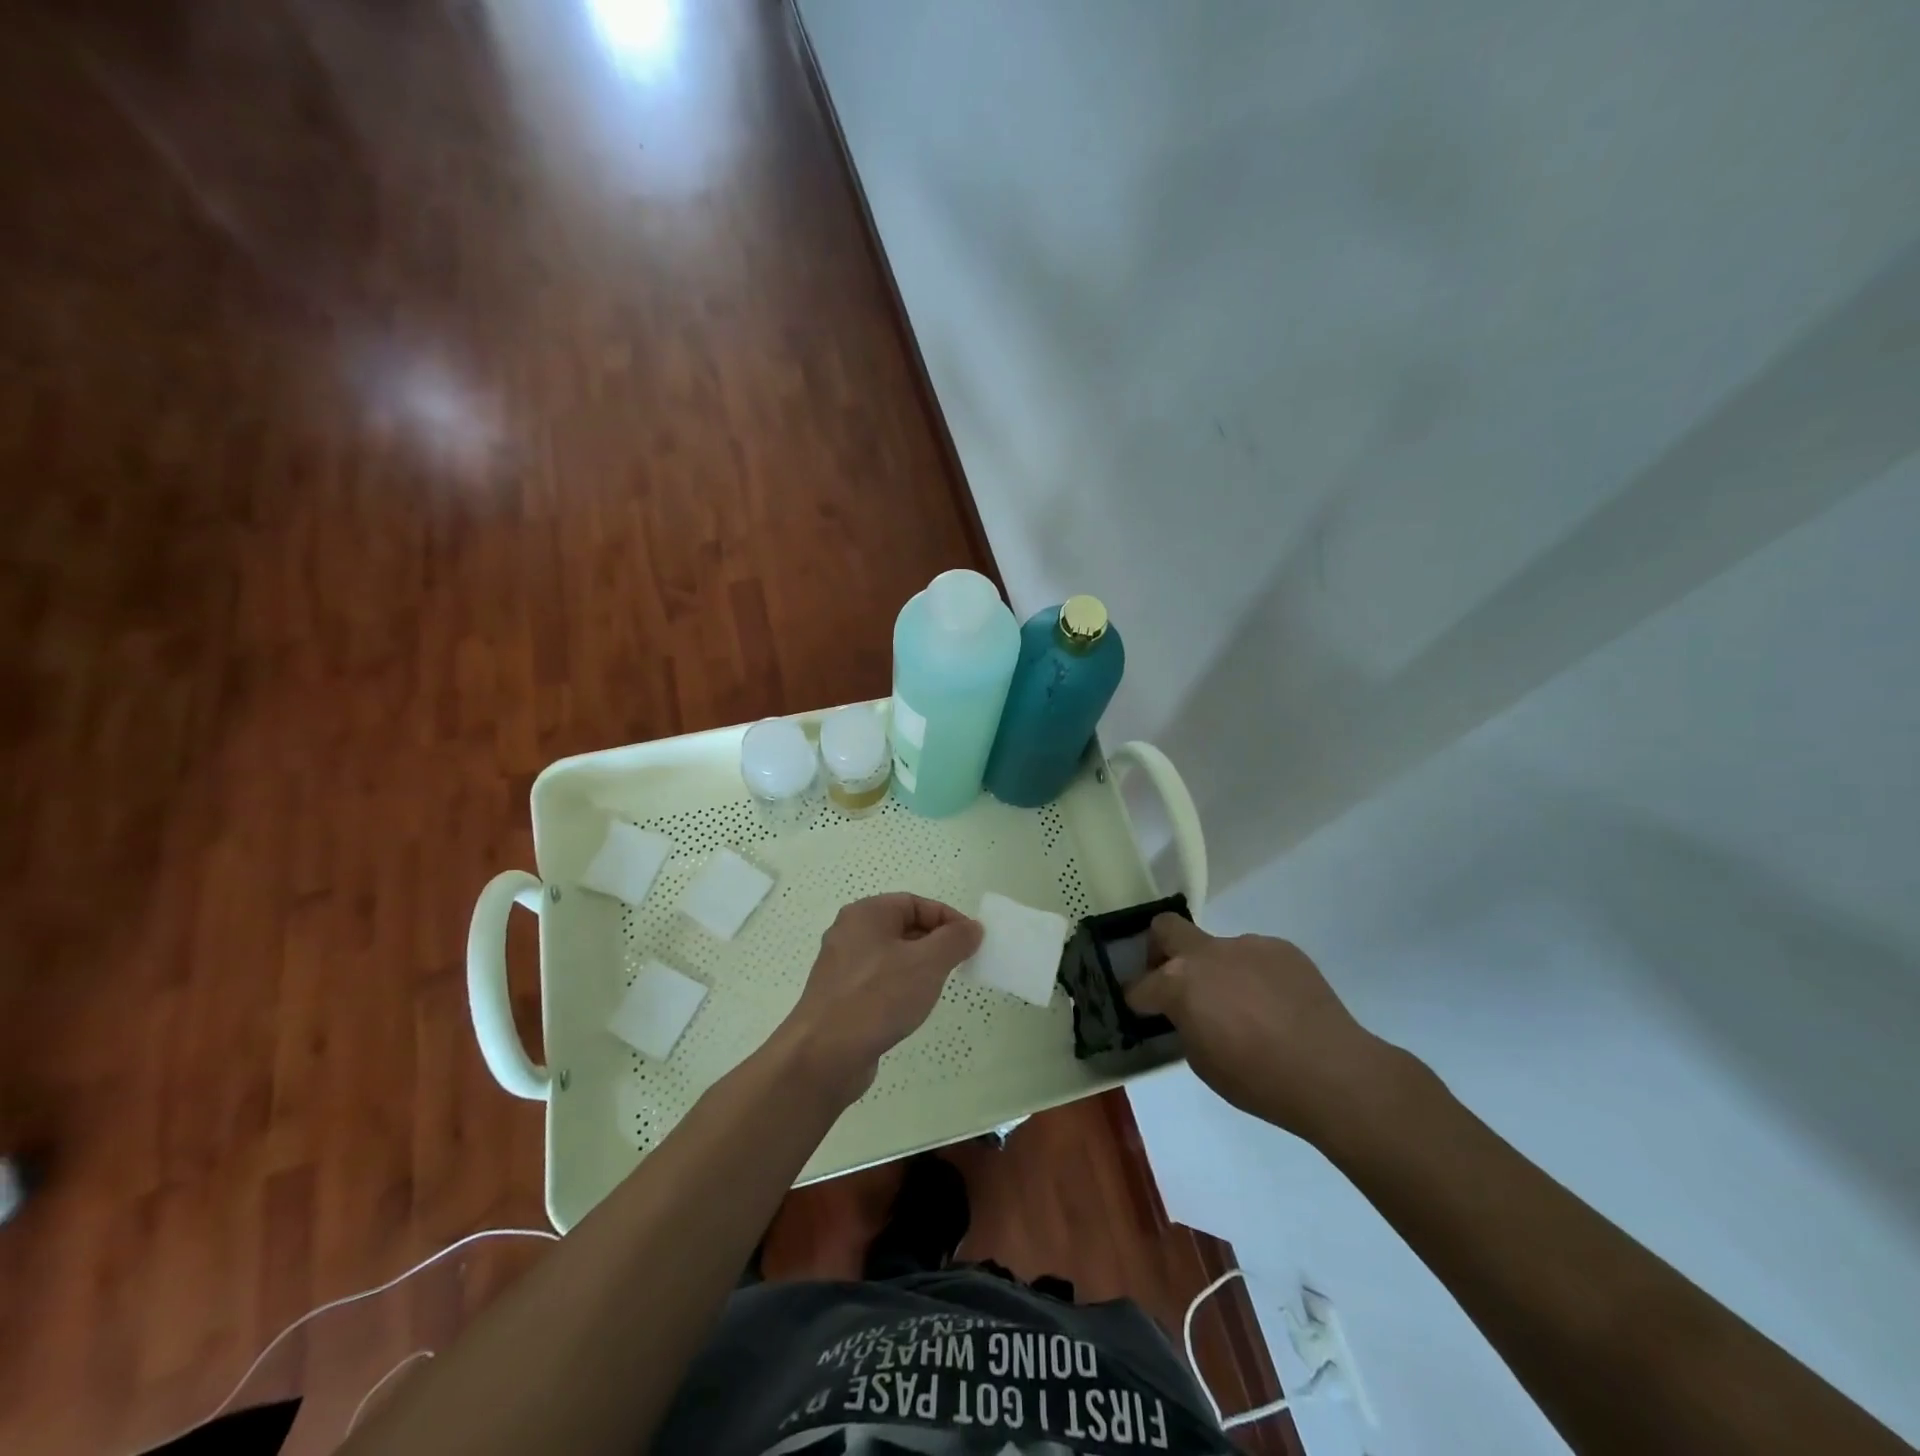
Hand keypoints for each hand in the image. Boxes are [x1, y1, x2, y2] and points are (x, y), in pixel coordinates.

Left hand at [775, 893, 982, 1104]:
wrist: (824, 1054)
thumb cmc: (878, 997)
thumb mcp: (927, 963)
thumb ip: (954, 940)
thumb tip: (972, 928)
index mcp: (866, 913)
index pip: (916, 903)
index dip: (948, 919)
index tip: (972, 942)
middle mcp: (850, 932)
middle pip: (903, 927)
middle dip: (935, 943)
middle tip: (960, 965)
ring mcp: (842, 966)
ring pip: (892, 956)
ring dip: (919, 967)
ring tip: (937, 987)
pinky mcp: (840, 996)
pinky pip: (879, 981)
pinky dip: (900, 988)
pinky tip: (910, 1009)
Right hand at [1126, 915, 1400, 1141]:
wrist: (1332, 1072)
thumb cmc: (1258, 1079)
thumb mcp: (1202, 1062)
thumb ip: (1186, 1025)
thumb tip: (1190, 1014)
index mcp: (1179, 983)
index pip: (1140, 985)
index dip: (1138, 1001)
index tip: (1144, 1012)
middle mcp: (1207, 953)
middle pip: (1166, 928)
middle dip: (1159, 950)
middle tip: (1173, 981)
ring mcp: (1246, 945)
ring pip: (1217, 948)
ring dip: (1217, 971)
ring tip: (1246, 1009)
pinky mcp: (1281, 948)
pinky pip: (1254, 957)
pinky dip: (1253, 975)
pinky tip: (1276, 1006)